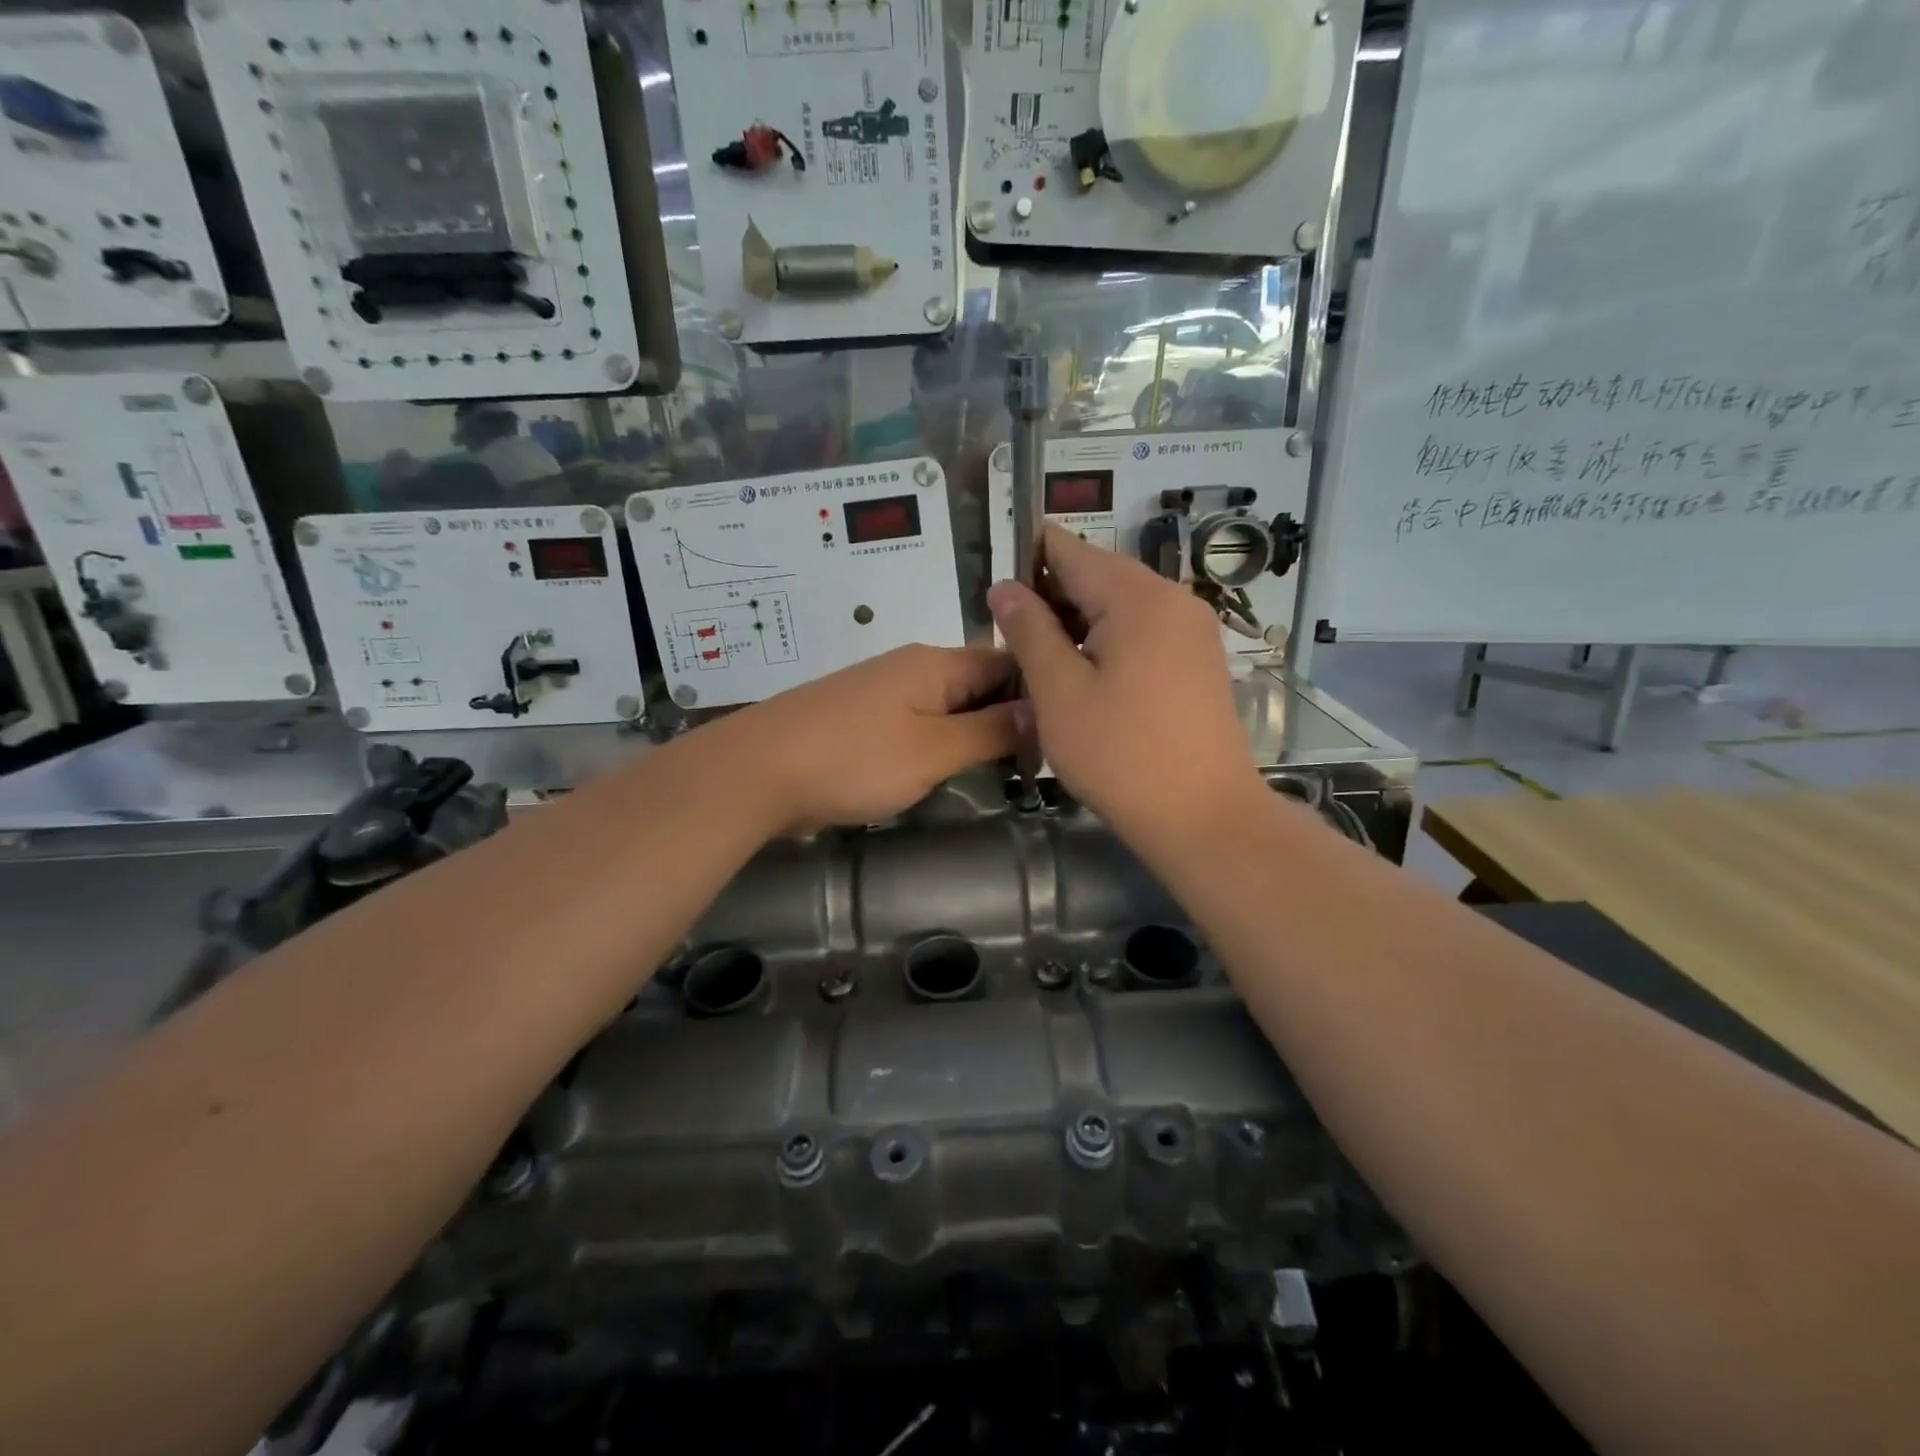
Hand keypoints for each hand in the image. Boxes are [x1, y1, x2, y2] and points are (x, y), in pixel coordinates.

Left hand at [717, 644, 1019, 835]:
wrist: (756, 772)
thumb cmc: (853, 759)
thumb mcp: (934, 750)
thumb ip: (990, 730)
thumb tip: (1043, 709)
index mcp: (936, 663)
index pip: (1007, 663)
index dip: (1039, 694)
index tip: (1063, 734)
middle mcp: (911, 667)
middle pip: (977, 684)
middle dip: (1007, 719)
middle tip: (1036, 764)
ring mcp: (881, 692)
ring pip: (946, 706)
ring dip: (972, 734)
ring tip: (1001, 773)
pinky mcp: (860, 719)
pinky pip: (915, 723)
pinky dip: (937, 744)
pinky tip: (944, 772)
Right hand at [988, 526, 1264, 843]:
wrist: (1205, 817)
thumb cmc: (1121, 756)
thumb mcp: (1059, 693)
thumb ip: (1029, 631)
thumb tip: (1004, 587)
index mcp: (1137, 596)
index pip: (1069, 550)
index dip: (1025, 560)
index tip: (993, 592)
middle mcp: (1173, 598)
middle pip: (1097, 575)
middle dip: (1050, 598)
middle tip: (1010, 640)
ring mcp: (1193, 630)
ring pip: (1120, 607)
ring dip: (1077, 624)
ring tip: (1041, 664)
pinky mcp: (1200, 660)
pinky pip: (1144, 632)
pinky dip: (1108, 643)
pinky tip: (1085, 679)